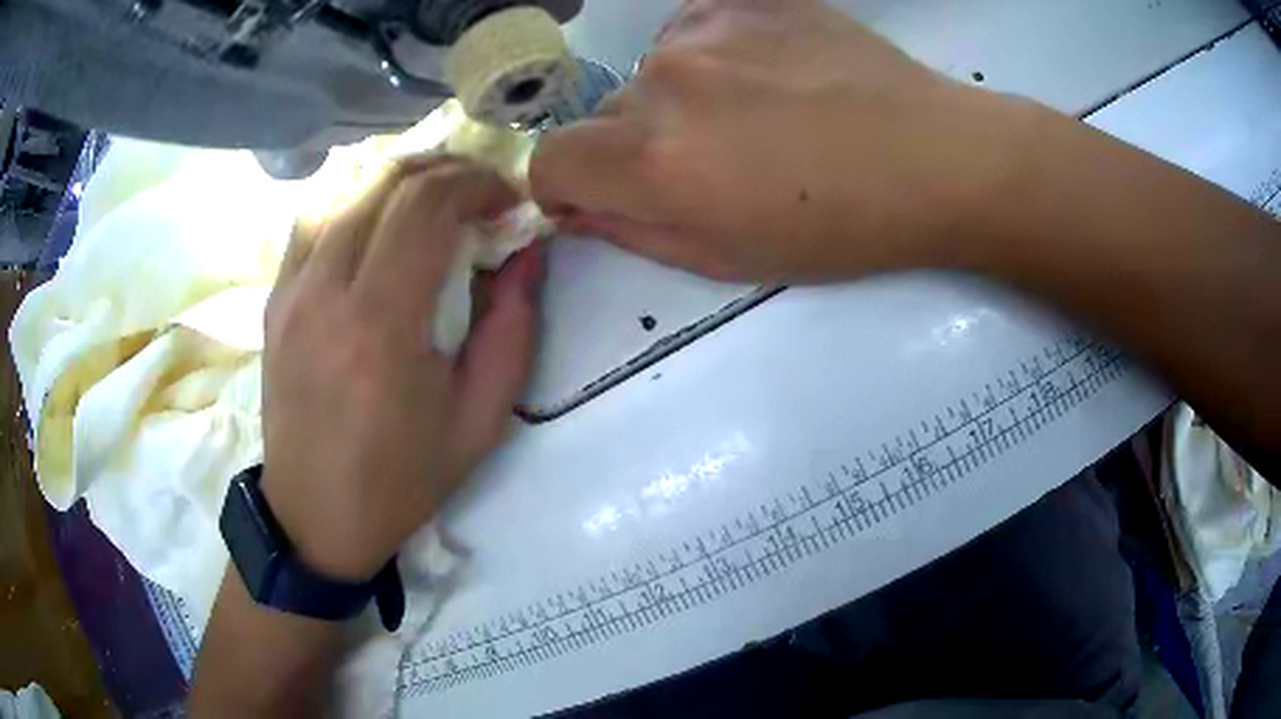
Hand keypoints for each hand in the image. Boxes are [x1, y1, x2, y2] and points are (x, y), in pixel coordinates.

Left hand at [261, 157, 542, 581]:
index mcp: (381, 326)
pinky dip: (353, 198)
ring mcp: (291, 291)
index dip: (475, 183)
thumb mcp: (480, 420)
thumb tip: (527, 253)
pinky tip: (377, 217)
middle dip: (444, 169)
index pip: (426, 204)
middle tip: (478, 190)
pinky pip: (311, 219)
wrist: (316, 516)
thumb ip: (513, 329)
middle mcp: (326, 292)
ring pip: (342, 187)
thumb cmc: (401, 479)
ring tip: (432, 196)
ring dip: (396, 176)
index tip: (506, 200)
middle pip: (384, 181)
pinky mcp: (274, 300)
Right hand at [531, 0, 1038, 282]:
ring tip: (757, 114)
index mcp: (653, 160)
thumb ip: (632, 231)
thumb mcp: (727, 258)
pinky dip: (713, 57)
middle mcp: (661, 84)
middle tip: (713, 162)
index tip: (597, 194)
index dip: (564, 184)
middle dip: (638, 145)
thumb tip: (577, 206)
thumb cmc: (839, 227)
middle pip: (606, 116)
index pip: (547, 161)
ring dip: (680, 98)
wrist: (932, 158)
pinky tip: (771, 74)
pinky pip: (694, 32)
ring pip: (652, 73)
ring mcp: (703, 30)